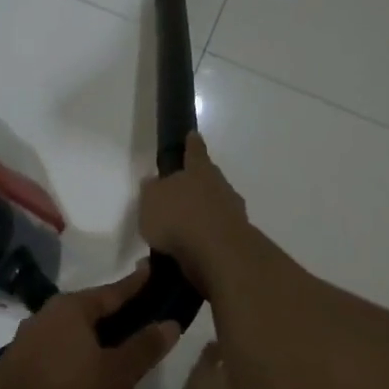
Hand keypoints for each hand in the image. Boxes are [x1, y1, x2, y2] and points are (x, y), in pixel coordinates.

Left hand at [0, 264, 180, 388]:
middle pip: (99, 341)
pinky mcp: (17, 388)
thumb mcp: (116, 376)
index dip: (138, 285)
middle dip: (119, 377)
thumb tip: (169, 322)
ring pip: (80, 377)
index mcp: (71, 311)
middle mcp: (47, 325)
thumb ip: (145, 348)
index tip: (153, 270)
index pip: (115, 291)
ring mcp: (29, 357)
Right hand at [138, 133, 248, 295]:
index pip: (195, 151)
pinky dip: (204, 240)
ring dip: (200, 217)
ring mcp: (233, 212)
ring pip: (215, 207)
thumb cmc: (179, 218)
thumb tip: (154, 183)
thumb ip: (152, 190)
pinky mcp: (237, 238)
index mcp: (199, 171)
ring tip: (179, 233)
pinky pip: (215, 234)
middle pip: (208, 180)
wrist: (218, 253)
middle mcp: (220, 186)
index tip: (193, 135)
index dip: (192, 144)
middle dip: (196, 186)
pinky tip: (187, 253)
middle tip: (181, 195)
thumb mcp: (150, 201)